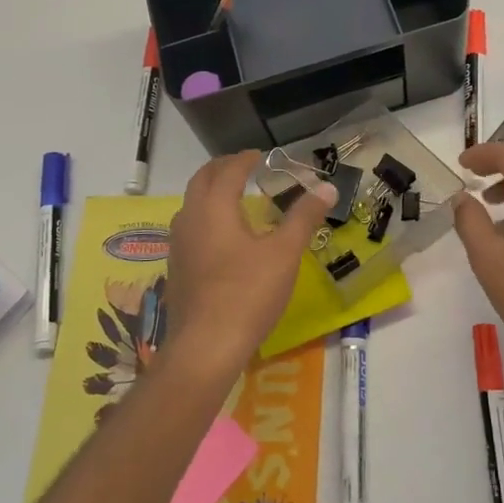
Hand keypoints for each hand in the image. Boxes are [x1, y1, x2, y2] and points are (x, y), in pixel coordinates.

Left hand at [164, 151, 336, 371]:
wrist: (205, 347)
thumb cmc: (248, 293)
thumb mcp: (284, 253)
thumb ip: (303, 217)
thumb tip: (327, 187)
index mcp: (214, 208)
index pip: (227, 171)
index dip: (245, 159)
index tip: (261, 156)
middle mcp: (190, 219)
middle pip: (201, 181)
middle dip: (222, 169)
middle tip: (244, 167)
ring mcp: (178, 245)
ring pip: (191, 205)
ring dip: (210, 193)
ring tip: (233, 198)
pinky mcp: (176, 269)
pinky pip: (189, 228)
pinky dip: (205, 217)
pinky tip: (222, 238)